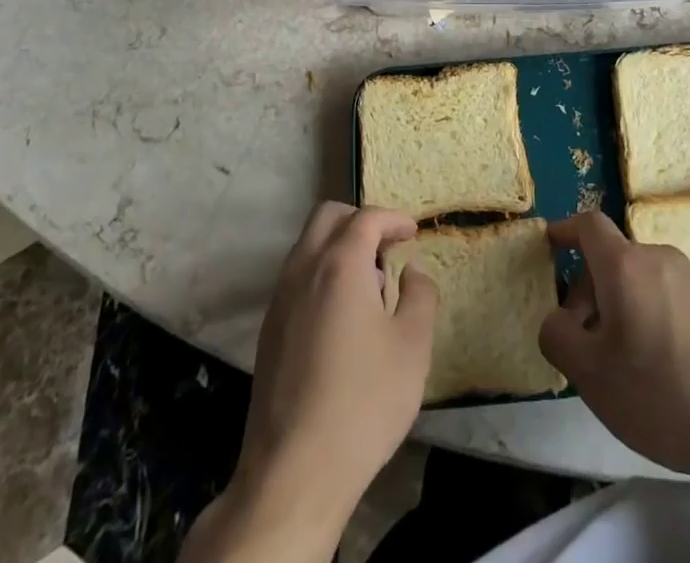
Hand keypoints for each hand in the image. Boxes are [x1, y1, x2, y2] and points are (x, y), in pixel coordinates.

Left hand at [207, 202, 435, 560]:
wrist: (294, 471)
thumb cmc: (363, 402)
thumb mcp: (412, 348)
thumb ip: (420, 296)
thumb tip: (412, 271)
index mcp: (340, 265)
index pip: (367, 218)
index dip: (393, 219)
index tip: (412, 233)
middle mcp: (304, 269)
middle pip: (328, 217)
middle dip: (360, 221)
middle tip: (386, 247)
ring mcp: (280, 299)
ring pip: (307, 246)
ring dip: (338, 247)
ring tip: (369, 285)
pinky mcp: (269, 329)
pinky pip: (296, 278)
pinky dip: (321, 274)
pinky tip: (341, 317)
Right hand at [540, 210, 689, 482]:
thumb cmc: (664, 395)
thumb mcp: (591, 376)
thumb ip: (558, 338)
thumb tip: (555, 319)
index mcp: (625, 265)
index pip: (588, 225)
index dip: (565, 230)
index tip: (549, 244)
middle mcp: (658, 258)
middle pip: (612, 259)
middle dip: (588, 290)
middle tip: (581, 339)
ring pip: (639, 280)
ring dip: (619, 306)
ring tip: (620, 362)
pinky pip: (666, 296)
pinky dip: (649, 316)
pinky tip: (659, 369)